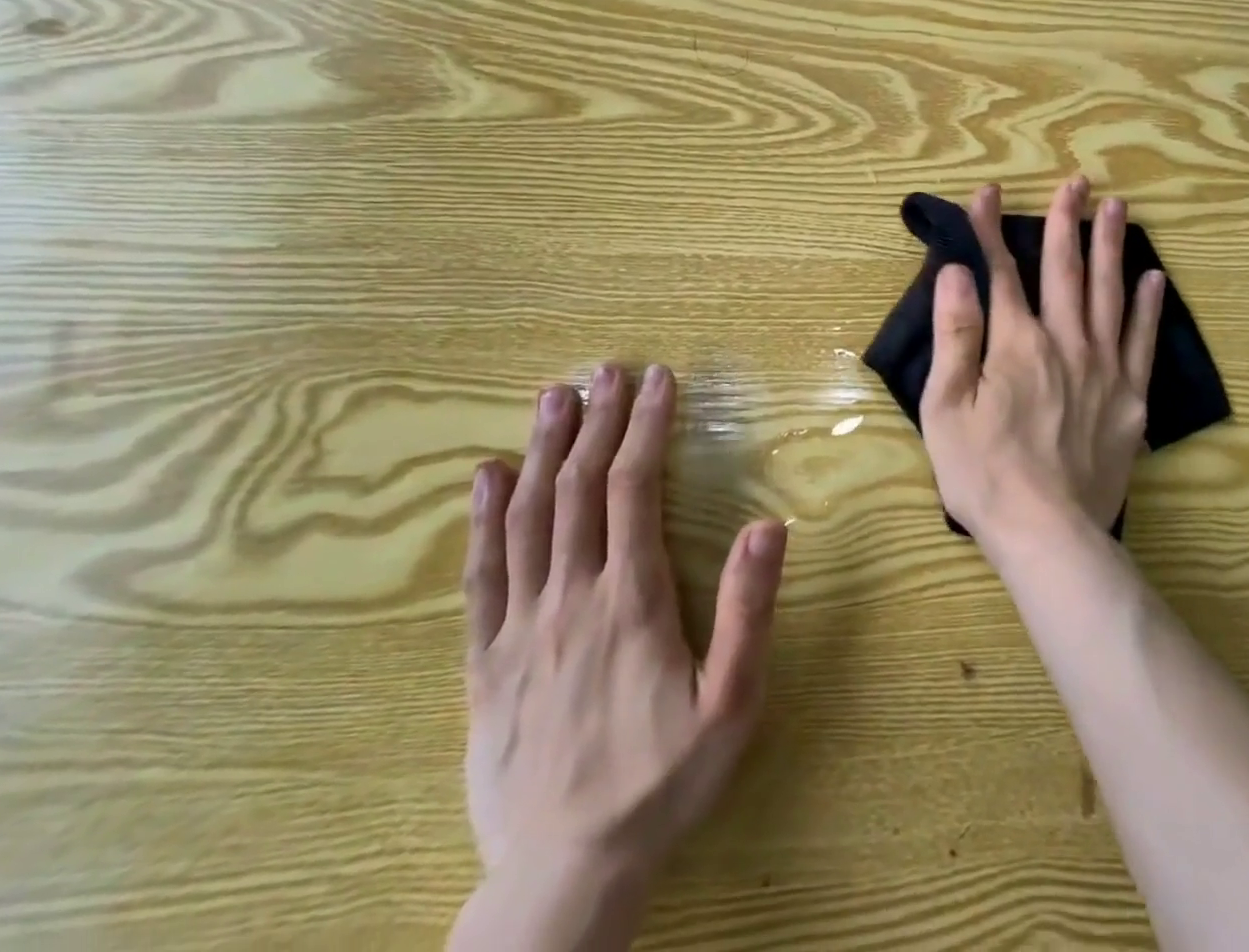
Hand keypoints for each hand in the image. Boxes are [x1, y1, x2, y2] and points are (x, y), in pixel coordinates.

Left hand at [460, 363, 787, 911]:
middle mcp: (570, 598)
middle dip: (598, 421)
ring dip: (542, 449)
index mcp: (631, 600)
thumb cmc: (663, 782)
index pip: (634, 489)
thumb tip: (767, 525)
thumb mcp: (732, 701)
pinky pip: (481, 575)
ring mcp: (519, 628)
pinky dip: (484, 519)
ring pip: (527, 518)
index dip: (646, 427)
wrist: (563, 877)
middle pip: (578, 488)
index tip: (659, 380)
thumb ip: (748, 610)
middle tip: (607, 370)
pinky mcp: (484, 662)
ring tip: (554, 397)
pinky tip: (487, 477)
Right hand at [920, 178, 1164, 551]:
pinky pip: (1142, 340)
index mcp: (1016, 343)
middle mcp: (1065, 342)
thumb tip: (956, 272)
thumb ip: (955, 334)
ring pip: (1109, 293)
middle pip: (1065, 271)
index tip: (987, 193)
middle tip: (1076, 182)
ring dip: (1111, 247)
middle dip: (1066, 222)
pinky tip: (1153, 278)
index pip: (1001, 272)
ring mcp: (1105, 368)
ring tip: (1118, 208)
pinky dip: (1147, 306)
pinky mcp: (1131, 397)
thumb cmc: (984, 472)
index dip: (990, 230)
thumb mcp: (947, 406)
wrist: (1048, 533)